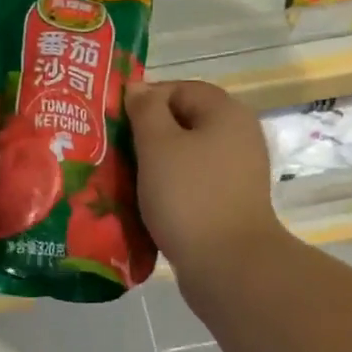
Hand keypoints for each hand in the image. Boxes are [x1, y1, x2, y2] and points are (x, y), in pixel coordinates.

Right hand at [124, 80, 286, 286]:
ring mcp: (237, 172)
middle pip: (184, 122)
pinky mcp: (230, 203)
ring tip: (123, 178)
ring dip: (155, 164)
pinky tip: (146, 203)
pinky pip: (193, 184)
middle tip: (113, 151)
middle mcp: (238, 136)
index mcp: (226, 112)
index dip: (144, 99)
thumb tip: (139, 87)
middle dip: (147, 134)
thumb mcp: (158, 145)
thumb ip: (146, 110)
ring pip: (186, 156)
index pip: (179, 89)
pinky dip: (170, 188)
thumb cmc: (189, 196)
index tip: (115, 122)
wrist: (228, 264)